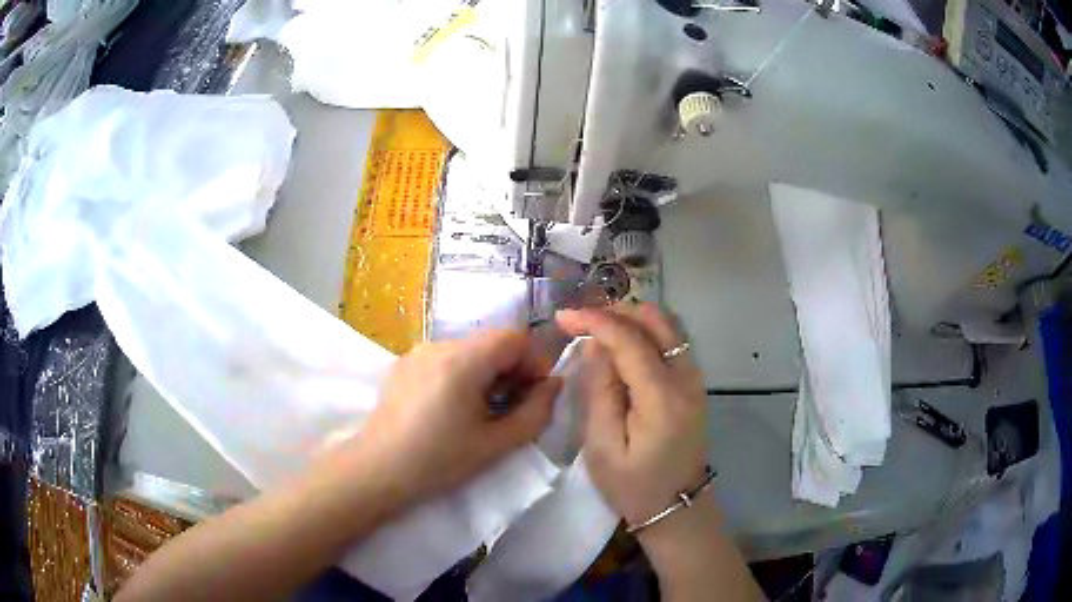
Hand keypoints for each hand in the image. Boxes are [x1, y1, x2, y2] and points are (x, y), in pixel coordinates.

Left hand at [346, 330, 562, 507]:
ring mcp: (417, 352)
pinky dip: (461, 374)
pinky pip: (445, 358)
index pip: (514, 338)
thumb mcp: (496, 443)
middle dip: (511, 369)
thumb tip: (554, 384)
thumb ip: (536, 412)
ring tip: (481, 411)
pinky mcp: (403, 364)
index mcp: (463, 360)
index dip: (534, 361)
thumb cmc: (439, 460)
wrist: (377, 470)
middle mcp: (439, 344)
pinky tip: (452, 408)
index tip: (535, 394)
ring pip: (468, 350)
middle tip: (512, 407)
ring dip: (486, 372)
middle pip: (490, 342)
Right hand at [556, 304, 709, 527]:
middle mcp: (686, 378)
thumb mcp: (603, 447)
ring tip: (597, 328)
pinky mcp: (694, 384)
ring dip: (631, 318)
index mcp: (663, 397)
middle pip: (656, 320)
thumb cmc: (634, 486)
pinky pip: (672, 341)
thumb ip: (599, 392)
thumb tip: (594, 348)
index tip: (563, 317)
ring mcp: (695, 379)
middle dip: (615, 311)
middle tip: (580, 321)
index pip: (630, 339)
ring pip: (668, 325)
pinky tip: (621, 344)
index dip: (595, 321)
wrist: (676, 507)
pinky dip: (645, 332)